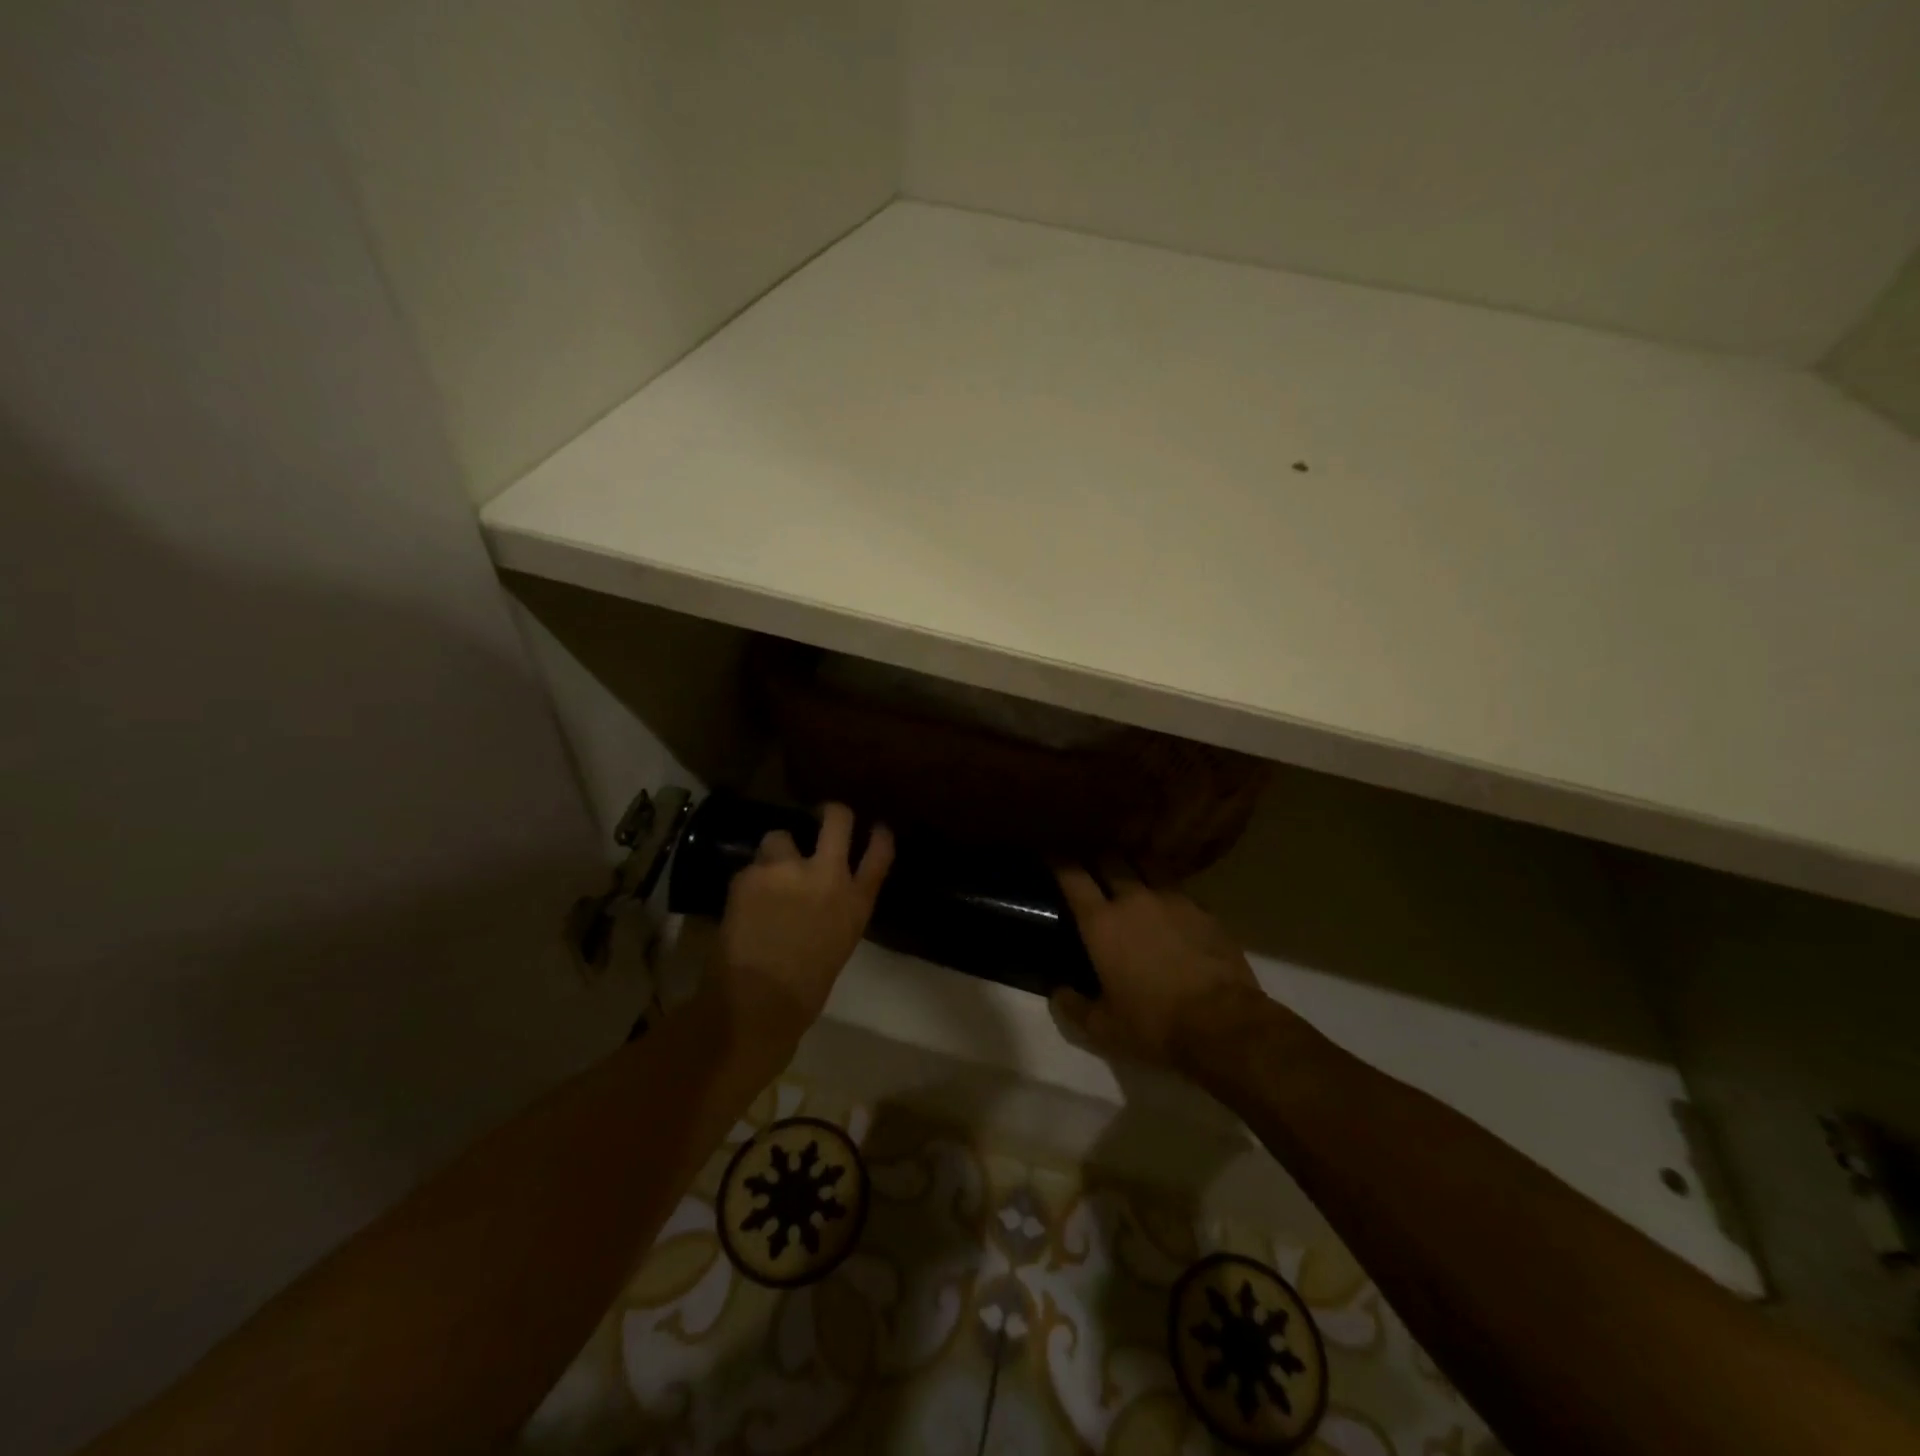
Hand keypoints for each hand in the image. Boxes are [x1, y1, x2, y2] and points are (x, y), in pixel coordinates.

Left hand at [706, 804, 893, 1055]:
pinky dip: (748, 881)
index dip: (879, 835)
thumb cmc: (805, 990)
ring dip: (775, 852)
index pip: (880, 852)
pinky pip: (750, 867)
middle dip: (830, 812)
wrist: (757, 1003)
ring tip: (767, 873)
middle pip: (837, 819)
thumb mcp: (838, 943)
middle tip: (822, 815)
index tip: (875, 827)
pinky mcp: (751, 875)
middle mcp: (827, 875)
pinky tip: (742, 903)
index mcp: (856, 901)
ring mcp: (787, 870)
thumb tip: (824, 894)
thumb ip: (837, 909)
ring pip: (779, 836)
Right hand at [1051, 863, 1263, 1069]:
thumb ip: (1074, 1007)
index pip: (1073, 877)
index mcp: (1101, 923)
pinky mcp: (1204, 910)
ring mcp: (1173, 899)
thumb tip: (1058, 992)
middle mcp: (1134, 899)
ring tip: (1130, 872)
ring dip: (1133, 865)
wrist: (1223, 1023)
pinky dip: (1165, 889)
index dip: (1058, 861)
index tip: (1051, 854)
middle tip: (1091, 864)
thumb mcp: (1103, 1028)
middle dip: (1097, 857)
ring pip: (1147, 864)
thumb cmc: (1154, 1024)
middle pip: (1110, 859)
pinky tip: (1168, 904)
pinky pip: (1178, 888)